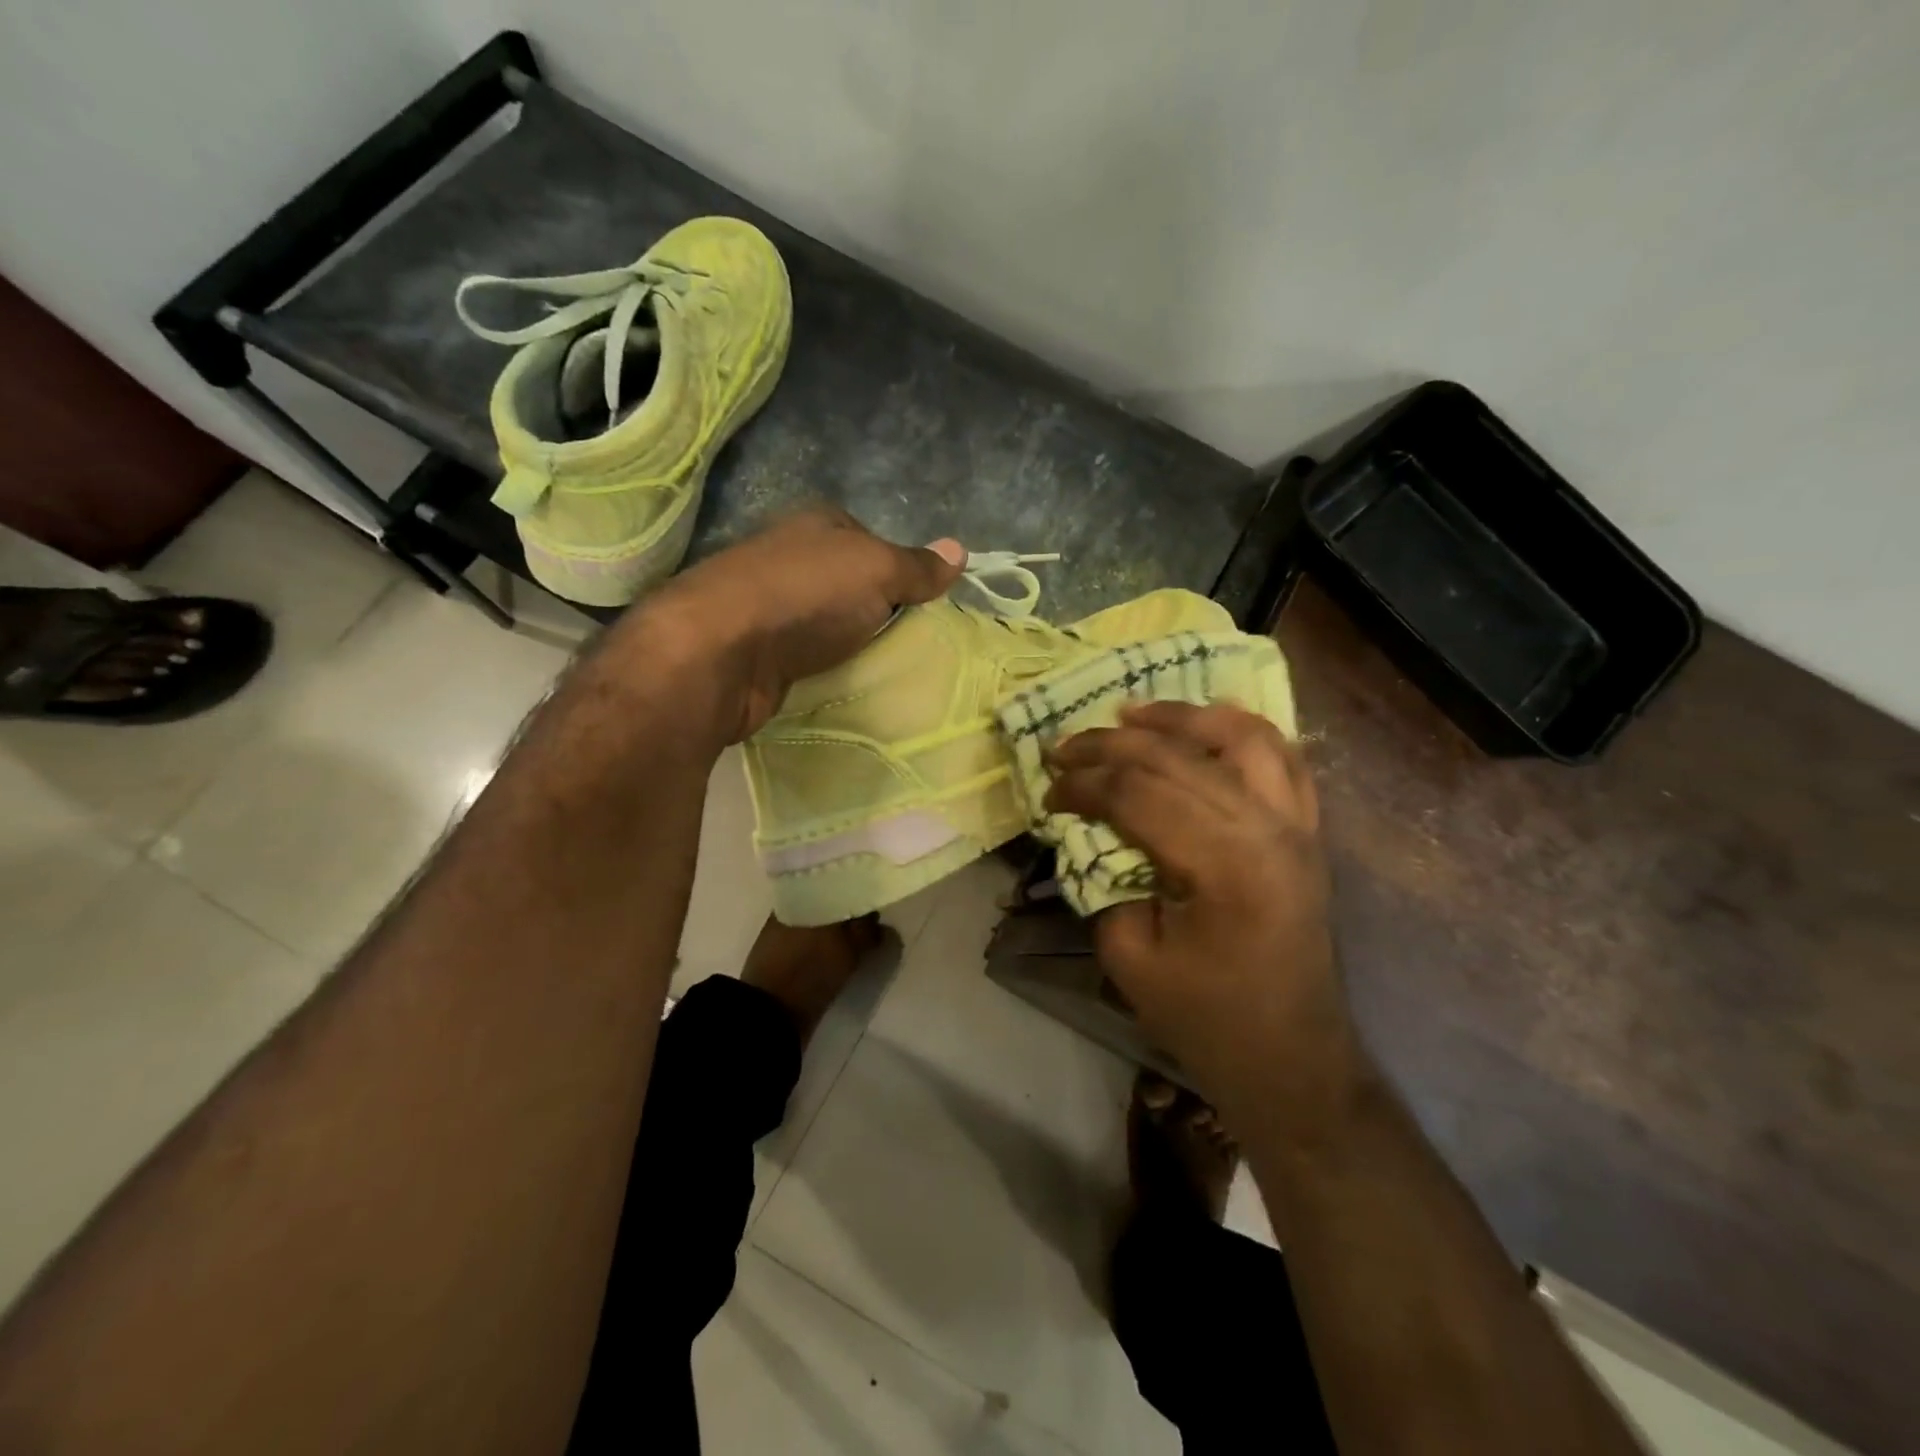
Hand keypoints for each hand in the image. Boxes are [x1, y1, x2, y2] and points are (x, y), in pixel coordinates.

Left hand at [636, 508, 964, 741]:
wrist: (720, 652)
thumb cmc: (805, 595)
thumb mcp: (876, 570)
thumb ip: (916, 566)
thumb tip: (961, 550)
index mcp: (815, 524)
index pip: (868, 540)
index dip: (896, 569)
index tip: (920, 604)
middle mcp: (787, 556)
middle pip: (845, 583)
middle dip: (873, 610)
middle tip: (909, 641)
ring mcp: (765, 604)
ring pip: (823, 621)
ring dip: (846, 642)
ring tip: (880, 667)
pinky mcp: (753, 650)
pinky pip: (802, 655)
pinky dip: (820, 668)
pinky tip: (839, 683)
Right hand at [1045, 702, 1361, 1129]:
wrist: (1292, 1060)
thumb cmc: (1207, 1019)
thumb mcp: (1130, 957)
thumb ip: (1104, 879)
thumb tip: (1088, 828)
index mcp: (1226, 864)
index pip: (1139, 793)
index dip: (1083, 785)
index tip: (1048, 793)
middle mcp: (1270, 828)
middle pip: (1178, 757)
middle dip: (1110, 745)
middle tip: (1064, 747)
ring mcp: (1298, 825)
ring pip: (1241, 736)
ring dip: (1181, 716)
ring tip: (1132, 713)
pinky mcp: (1308, 832)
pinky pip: (1282, 758)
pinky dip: (1239, 730)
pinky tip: (1204, 726)